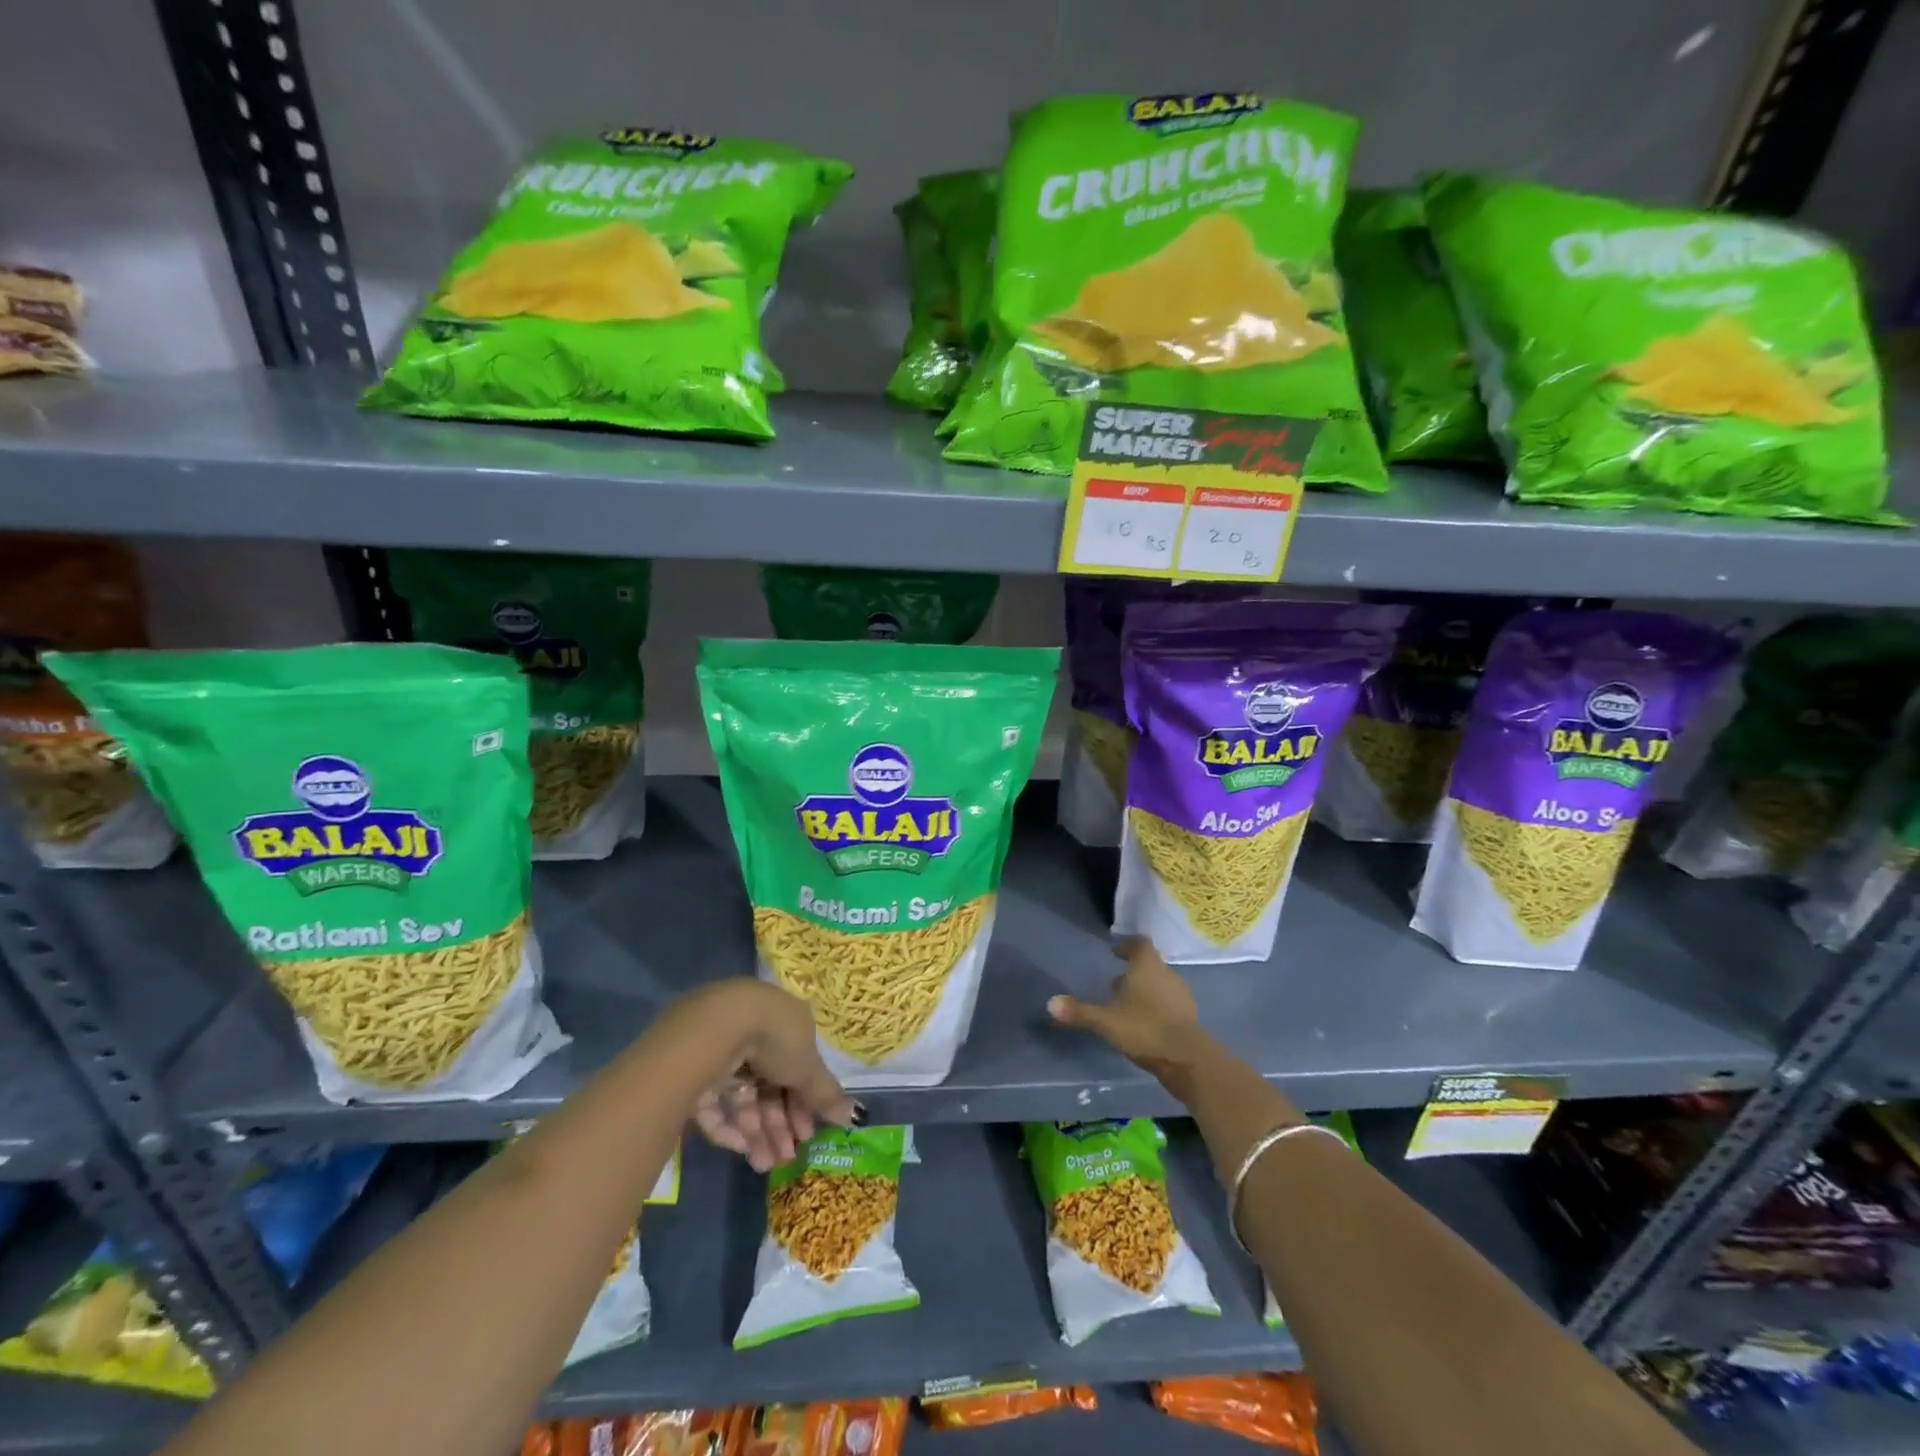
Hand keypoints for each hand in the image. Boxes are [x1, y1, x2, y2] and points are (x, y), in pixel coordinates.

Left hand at [683, 981, 857, 1172]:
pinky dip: (728, 1127)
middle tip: (786, 1156)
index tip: (808, 1133)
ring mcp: (723, 1054)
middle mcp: (754, 1036)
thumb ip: (827, 1094)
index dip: (804, 1103)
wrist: (720, 1026)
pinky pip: (715, 1104)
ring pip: (743, 1099)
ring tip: (764, 1164)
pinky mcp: (694, 1071)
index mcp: (784, 1025)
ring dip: (757, 1133)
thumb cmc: (776, 1038)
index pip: (796, 1069)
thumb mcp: (809, 1067)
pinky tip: (741, 1149)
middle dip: (780, 1124)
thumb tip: (857, 1116)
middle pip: (770, 1087)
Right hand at [1048, 938, 1209, 1083]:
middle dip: (1133, 972)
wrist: (1188, 1059)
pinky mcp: (1190, 1017)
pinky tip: (1145, 1023)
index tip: (1114, 952)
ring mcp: (1182, 996)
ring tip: (1127, 1005)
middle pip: (1150, 964)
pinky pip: (1170, 1003)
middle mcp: (1167, 974)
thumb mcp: (1106, 1021)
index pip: (1139, 944)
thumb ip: (1079, 1012)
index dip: (1126, 946)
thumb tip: (1050, 1003)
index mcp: (1147, 966)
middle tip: (1114, 983)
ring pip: (1160, 984)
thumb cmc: (1145, 1029)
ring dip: (1145, 990)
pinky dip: (1157, 1007)